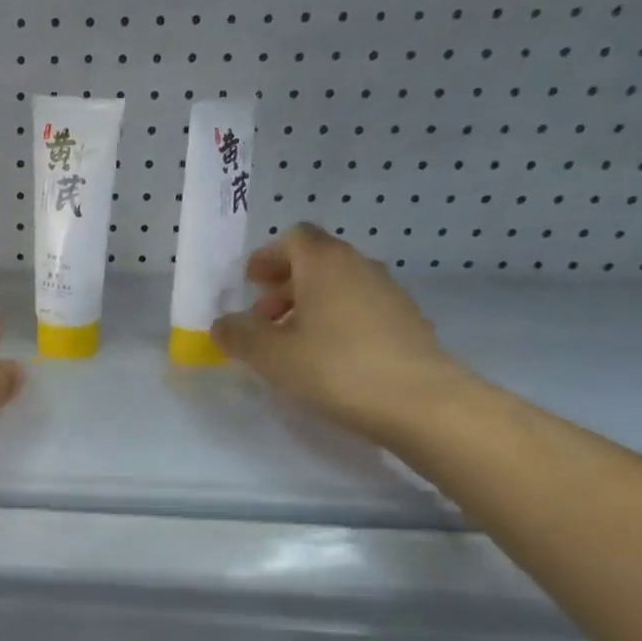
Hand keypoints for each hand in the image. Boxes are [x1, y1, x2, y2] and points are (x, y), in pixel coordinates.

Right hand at [212, 224, 472, 445]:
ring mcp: (388, 292)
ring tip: (290, 342)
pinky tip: (326, 357)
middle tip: (262, 317)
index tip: (250, 283)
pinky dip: (336, 320)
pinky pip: (360, 308)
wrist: (419, 402)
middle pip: (317, 261)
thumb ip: (239, 335)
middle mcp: (359, 266)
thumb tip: (223, 324)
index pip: (294, 238)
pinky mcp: (406, 321)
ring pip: (339, 285)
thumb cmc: (334, 368)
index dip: (268, 257)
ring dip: (309, 304)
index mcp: (324, 263)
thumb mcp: (270, 356)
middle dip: (284, 284)